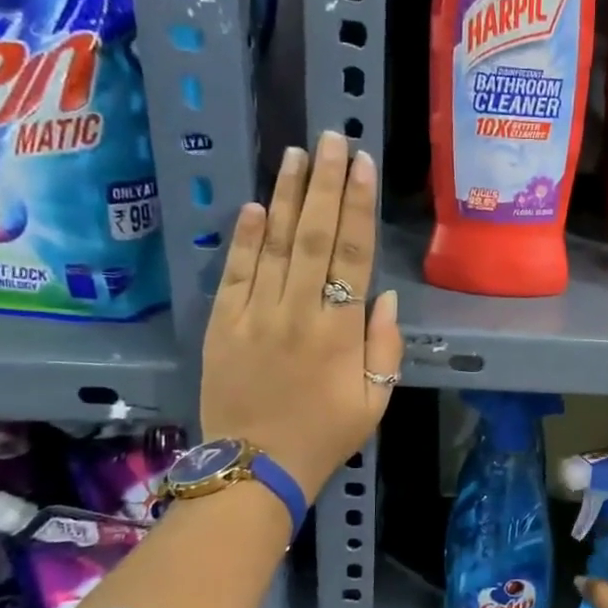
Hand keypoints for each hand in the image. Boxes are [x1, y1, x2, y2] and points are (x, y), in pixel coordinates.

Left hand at [200, 130, 402, 497]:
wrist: (255, 468)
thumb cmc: (325, 437)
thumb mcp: (375, 401)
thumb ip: (385, 347)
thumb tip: (384, 295)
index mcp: (339, 332)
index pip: (353, 255)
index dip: (359, 207)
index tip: (363, 166)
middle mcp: (298, 312)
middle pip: (315, 237)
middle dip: (326, 185)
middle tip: (332, 139)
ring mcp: (255, 315)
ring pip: (275, 245)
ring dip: (288, 197)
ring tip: (296, 155)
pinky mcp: (222, 324)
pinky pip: (236, 273)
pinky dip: (246, 238)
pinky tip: (258, 206)